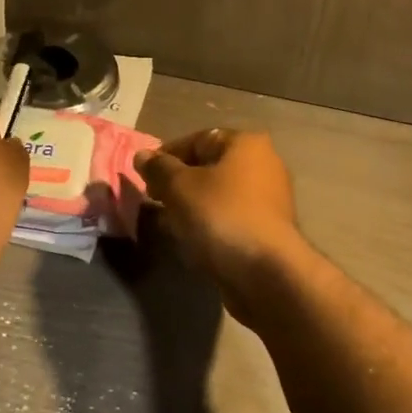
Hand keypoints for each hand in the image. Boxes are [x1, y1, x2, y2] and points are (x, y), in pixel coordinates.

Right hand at [134, 128, 302, 295]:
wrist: (265, 273)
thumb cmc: (220, 216)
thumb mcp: (179, 187)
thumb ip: (158, 168)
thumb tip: (142, 155)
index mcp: (245, 144)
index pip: (197, 140)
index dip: (166, 156)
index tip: (144, 177)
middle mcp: (264, 164)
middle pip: (209, 167)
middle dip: (178, 183)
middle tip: (155, 200)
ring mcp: (269, 199)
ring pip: (219, 195)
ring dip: (192, 206)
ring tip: (169, 223)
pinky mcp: (268, 230)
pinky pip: (230, 218)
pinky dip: (209, 225)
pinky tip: (192, 241)